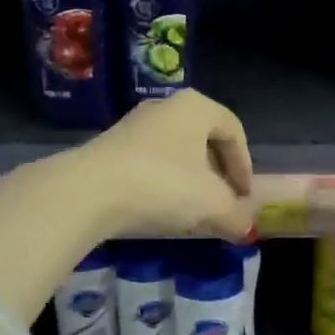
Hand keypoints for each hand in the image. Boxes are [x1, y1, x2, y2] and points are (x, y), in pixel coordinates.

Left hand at [69, 90, 255, 242]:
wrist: (88, 191)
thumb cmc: (163, 184)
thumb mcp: (211, 205)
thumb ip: (235, 215)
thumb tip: (246, 228)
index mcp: (196, 107)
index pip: (234, 131)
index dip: (244, 166)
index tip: (244, 197)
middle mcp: (167, 107)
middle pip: (204, 139)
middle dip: (218, 174)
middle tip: (223, 203)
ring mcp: (135, 124)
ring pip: (177, 150)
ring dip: (190, 179)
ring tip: (193, 210)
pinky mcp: (111, 145)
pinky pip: (151, 161)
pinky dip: (164, 182)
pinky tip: (161, 208)